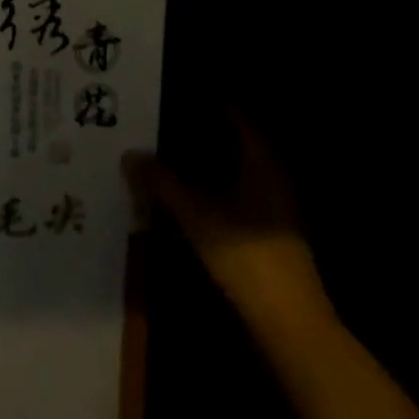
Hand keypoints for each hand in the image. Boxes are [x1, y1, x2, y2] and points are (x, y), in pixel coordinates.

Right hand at [126, 112, 331, 330]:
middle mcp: (272, 179)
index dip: (212, 103)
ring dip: (206, 163)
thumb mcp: (197, 215)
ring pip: (236, 172)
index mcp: (262, 164)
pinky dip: (214, 188)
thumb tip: (129, 155)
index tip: (179, 92)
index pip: (239, 118)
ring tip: (168, 153)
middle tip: (165, 119)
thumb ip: (163, 182)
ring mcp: (274, 209)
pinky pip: (237, 195)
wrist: (289, 325)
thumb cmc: (248, 255)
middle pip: (236, 144)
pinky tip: (187, 193)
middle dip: (203, 132)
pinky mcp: (268, 235)